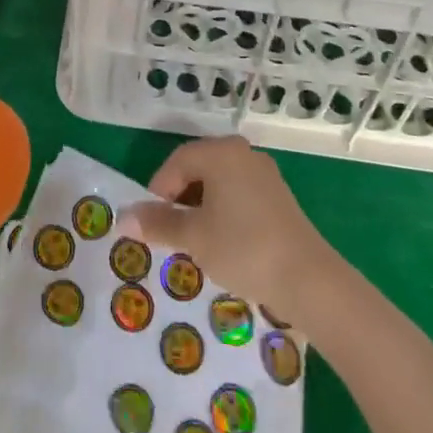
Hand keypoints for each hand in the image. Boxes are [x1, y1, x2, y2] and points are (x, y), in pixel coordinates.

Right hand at [121, 137, 340, 326]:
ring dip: (201, 209)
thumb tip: (123, 218)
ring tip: (196, 242)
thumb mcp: (193, 237)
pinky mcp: (279, 198)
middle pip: (197, 169)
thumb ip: (158, 223)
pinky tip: (224, 244)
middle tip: (171, 233)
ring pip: (218, 185)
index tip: (152, 224)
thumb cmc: (243, 248)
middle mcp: (243, 153)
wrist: (309, 280)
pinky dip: (224, 214)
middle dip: (179, 200)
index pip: (176, 162)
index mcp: (220, 152)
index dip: (158, 192)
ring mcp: (264, 174)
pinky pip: (239, 196)